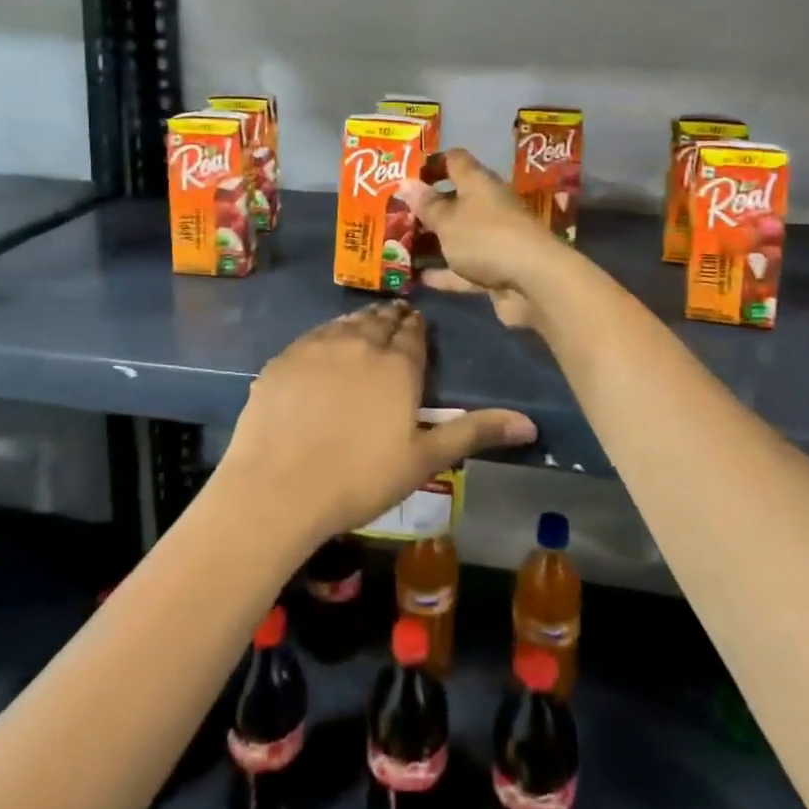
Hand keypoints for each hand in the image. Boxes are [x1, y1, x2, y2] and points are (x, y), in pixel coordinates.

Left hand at [218, 301, 535, 545]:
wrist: (278, 488)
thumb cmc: (360, 478)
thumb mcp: (424, 459)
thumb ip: (474, 433)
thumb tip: (530, 424)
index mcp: (397, 365)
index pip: (413, 332)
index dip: (416, 327)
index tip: (417, 325)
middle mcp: (360, 343)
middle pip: (380, 321)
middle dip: (391, 320)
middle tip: (394, 321)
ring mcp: (317, 346)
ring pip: (347, 322)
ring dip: (361, 322)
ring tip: (366, 326)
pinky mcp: (284, 357)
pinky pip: (314, 335)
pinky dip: (327, 334)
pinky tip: (326, 346)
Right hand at [400, 149, 563, 329]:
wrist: (534, 282)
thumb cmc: (485, 238)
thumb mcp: (448, 220)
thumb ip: (427, 205)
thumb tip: (406, 183)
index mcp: (479, 183)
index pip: (455, 160)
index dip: (432, 163)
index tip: (408, 174)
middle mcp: (488, 206)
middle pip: (455, 200)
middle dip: (427, 208)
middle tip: (394, 215)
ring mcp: (494, 239)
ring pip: (458, 236)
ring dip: (432, 242)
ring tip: (398, 247)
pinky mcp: (496, 269)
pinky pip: (463, 268)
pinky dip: (443, 273)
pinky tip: (416, 279)